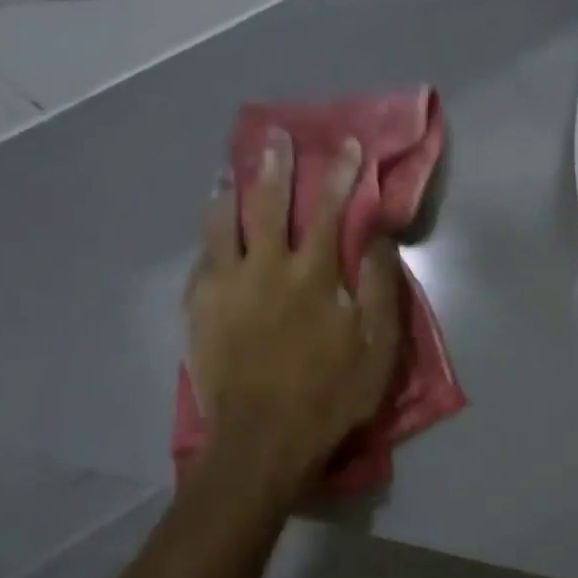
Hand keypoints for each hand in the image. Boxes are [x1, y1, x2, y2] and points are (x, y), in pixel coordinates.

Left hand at [185, 130, 400, 497]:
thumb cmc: (331, 393)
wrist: (263, 440)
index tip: (347, 145)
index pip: (329, 210)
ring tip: (229, 171)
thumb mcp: (377, 345)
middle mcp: (266, 269)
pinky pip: (201, 257)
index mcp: (312, 276)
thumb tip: (376, 234)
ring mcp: (226, 287)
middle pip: (269, 204)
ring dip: (230, 191)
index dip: (340, 174)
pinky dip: (208, 233)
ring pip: (223, 223)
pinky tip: (211, 226)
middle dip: (277, 166)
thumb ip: (377, 285)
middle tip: (276, 137)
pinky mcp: (200, 309)